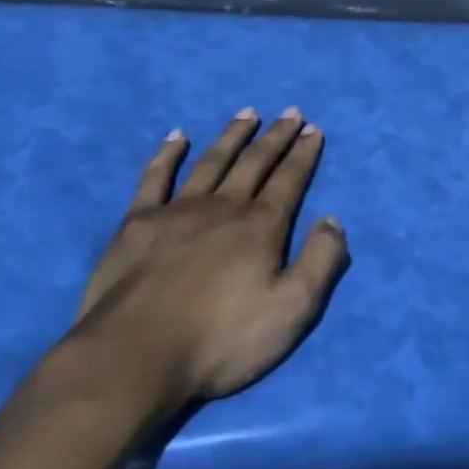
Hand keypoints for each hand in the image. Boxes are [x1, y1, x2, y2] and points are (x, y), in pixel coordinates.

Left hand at [71, 107, 348, 413]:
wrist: (135, 356)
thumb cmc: (220, 339)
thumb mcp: (292, 310)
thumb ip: (320, 262)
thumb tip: (332, 219)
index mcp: (261, 227)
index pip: (289, 180)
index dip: (304, 153)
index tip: (313, 129)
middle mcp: (223, 207)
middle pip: (255, 162)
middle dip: (276, 137)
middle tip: (290, 112)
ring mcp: (178, 210)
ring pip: (212, 161)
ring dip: (232, 135)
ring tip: (247, 113)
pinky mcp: (138, 223)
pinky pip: (156, 177)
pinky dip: (167, 154)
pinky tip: (176, 136)